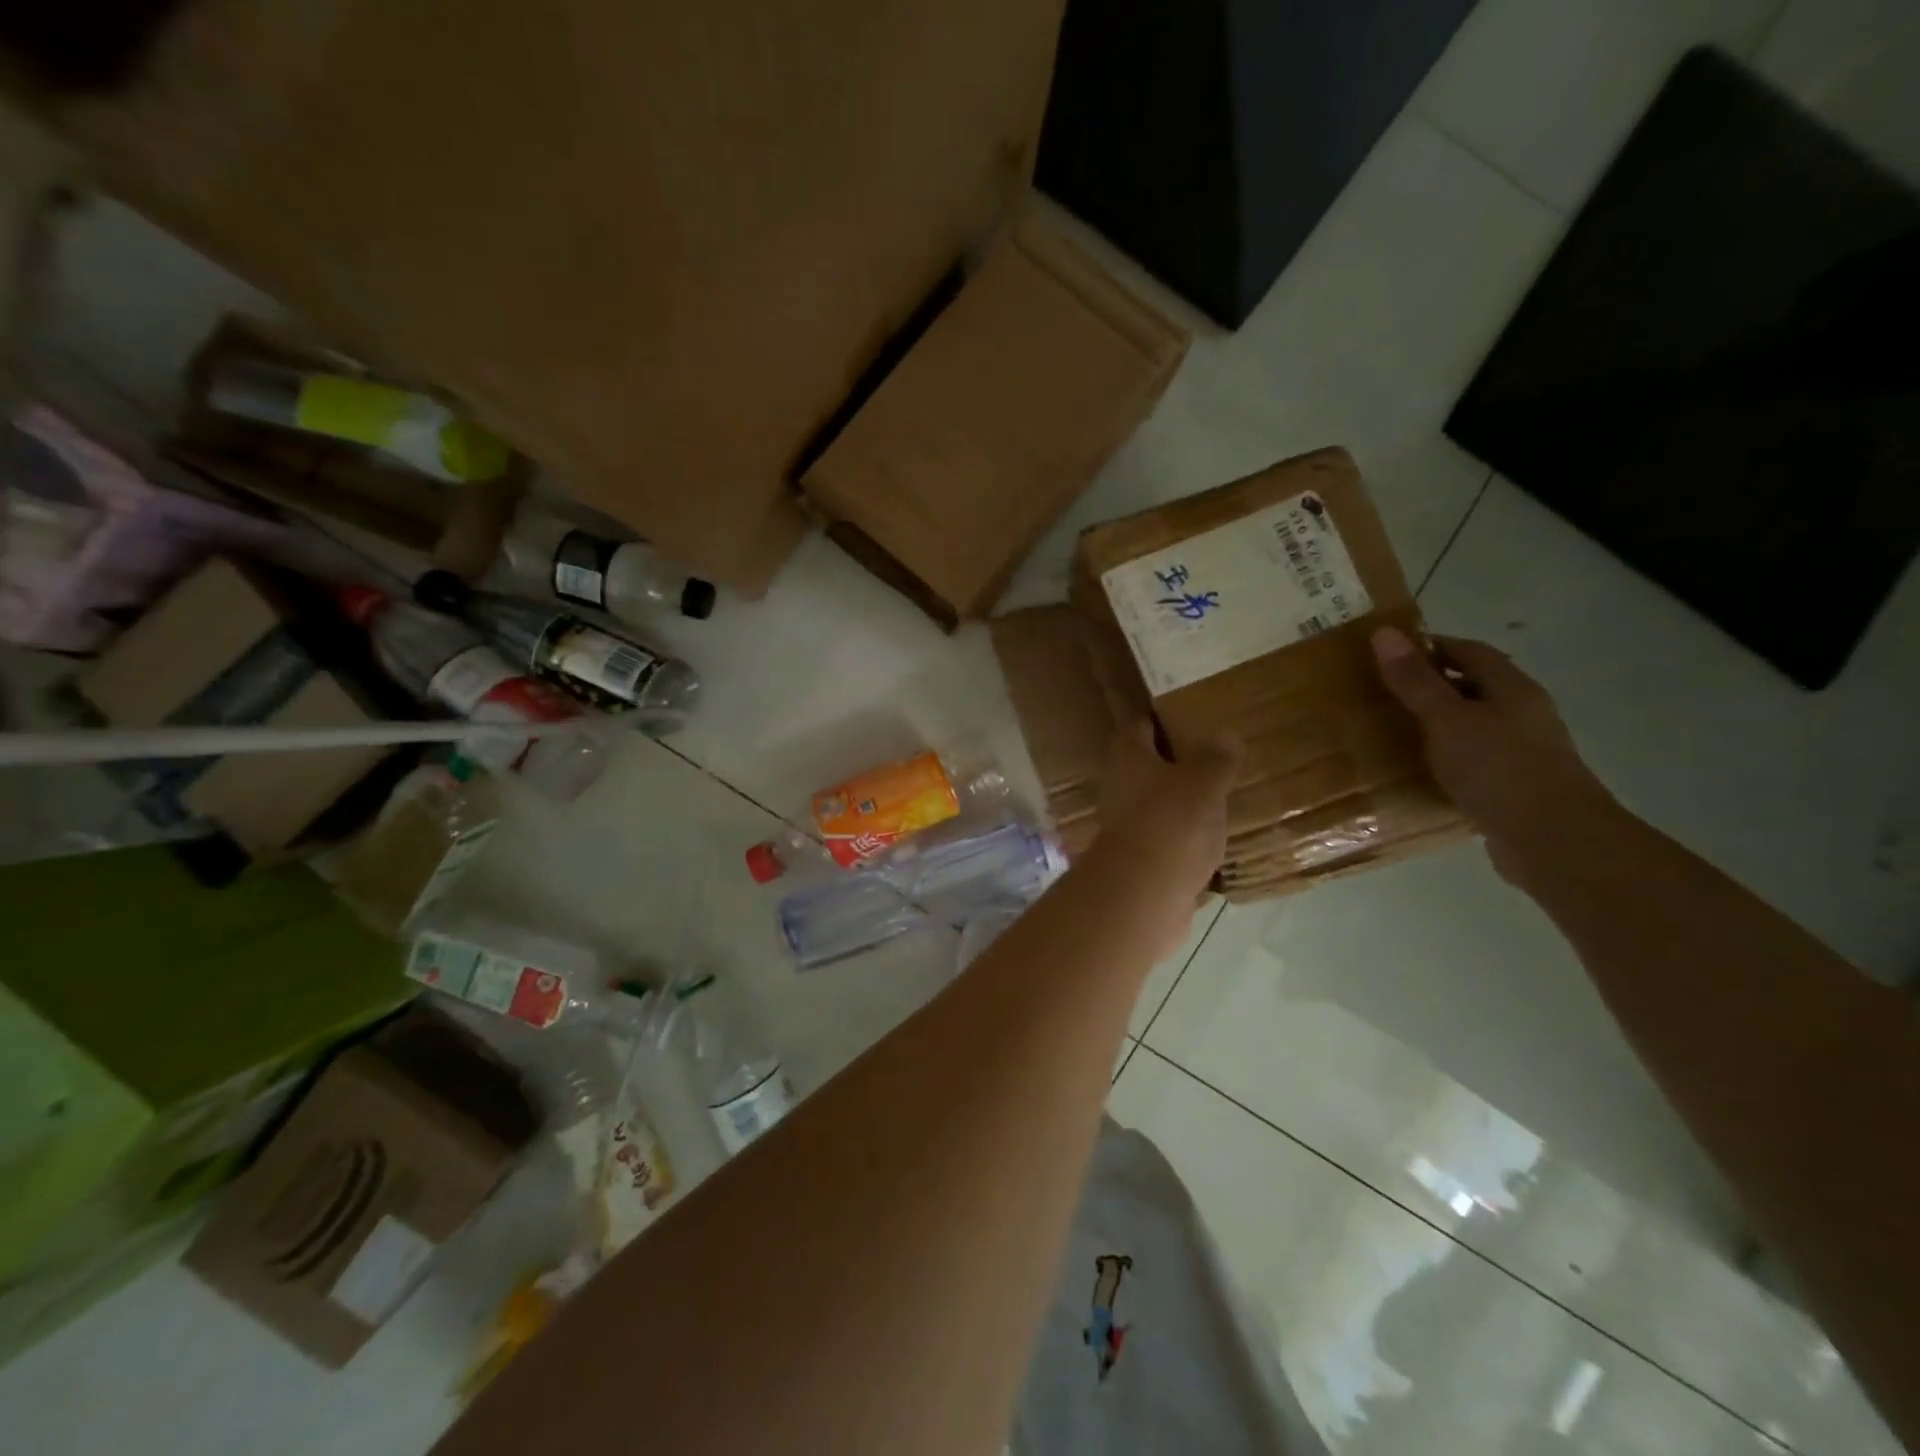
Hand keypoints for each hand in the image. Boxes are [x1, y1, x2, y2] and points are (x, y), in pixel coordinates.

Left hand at [1094, 720, 1240, 907]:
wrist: (1145, 893)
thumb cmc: (1171, 821)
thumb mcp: (1204, 780)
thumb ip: (1216, 757)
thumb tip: (1225, 736)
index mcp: (1128, 757)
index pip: (1141, 726)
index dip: (1163, 719)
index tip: (1192, 716)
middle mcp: (1120, 787)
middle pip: (1147, 767)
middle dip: (1177, 763)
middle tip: (1215, 758)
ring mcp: (1127, 826)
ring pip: (1158, 804)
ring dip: (1183, 802)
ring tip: (1221, 797)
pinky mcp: (1141, 860)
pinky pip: (1168, 840)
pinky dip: (1187, 838)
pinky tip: (1215, 839)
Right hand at [1372, 627, 1615, 884]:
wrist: (1553, 841)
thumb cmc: (1499, 769)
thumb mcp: (1447, 719)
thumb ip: (1415, 681)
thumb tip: (1384, 633)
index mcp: (1512, 689)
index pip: (1470, 651)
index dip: (1431, 647)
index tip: (1387, 654)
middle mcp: (1522, 715)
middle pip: (1473, 687)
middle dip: (1430, 686)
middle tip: (1381, 693)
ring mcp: (1522, 753)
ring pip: (1472, 726)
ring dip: (1437, 725)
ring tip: (1391, 732)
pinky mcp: (1514, 787)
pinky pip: (1473, 762)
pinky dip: (1445, 760)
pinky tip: (1419, 773)